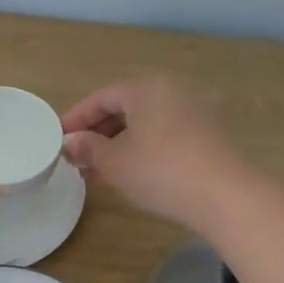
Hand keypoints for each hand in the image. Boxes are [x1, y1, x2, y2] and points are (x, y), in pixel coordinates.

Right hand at [60, 77, 249, 230]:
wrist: (225, 195)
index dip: (76, 118)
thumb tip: (71, 142)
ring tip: (97, 170)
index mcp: (146, 87)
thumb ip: (88, 148)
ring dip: (119, 143)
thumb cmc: (160, 170)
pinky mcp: (209, 134)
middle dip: (98, 133)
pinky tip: (130, 173)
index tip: (58, 138)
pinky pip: (165, 134)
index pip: (101, 97)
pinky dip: (143, 148)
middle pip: (125, 107)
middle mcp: (172, 90)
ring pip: (146, 123)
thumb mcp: (114, 162)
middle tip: (77, 156)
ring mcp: (195, 111)